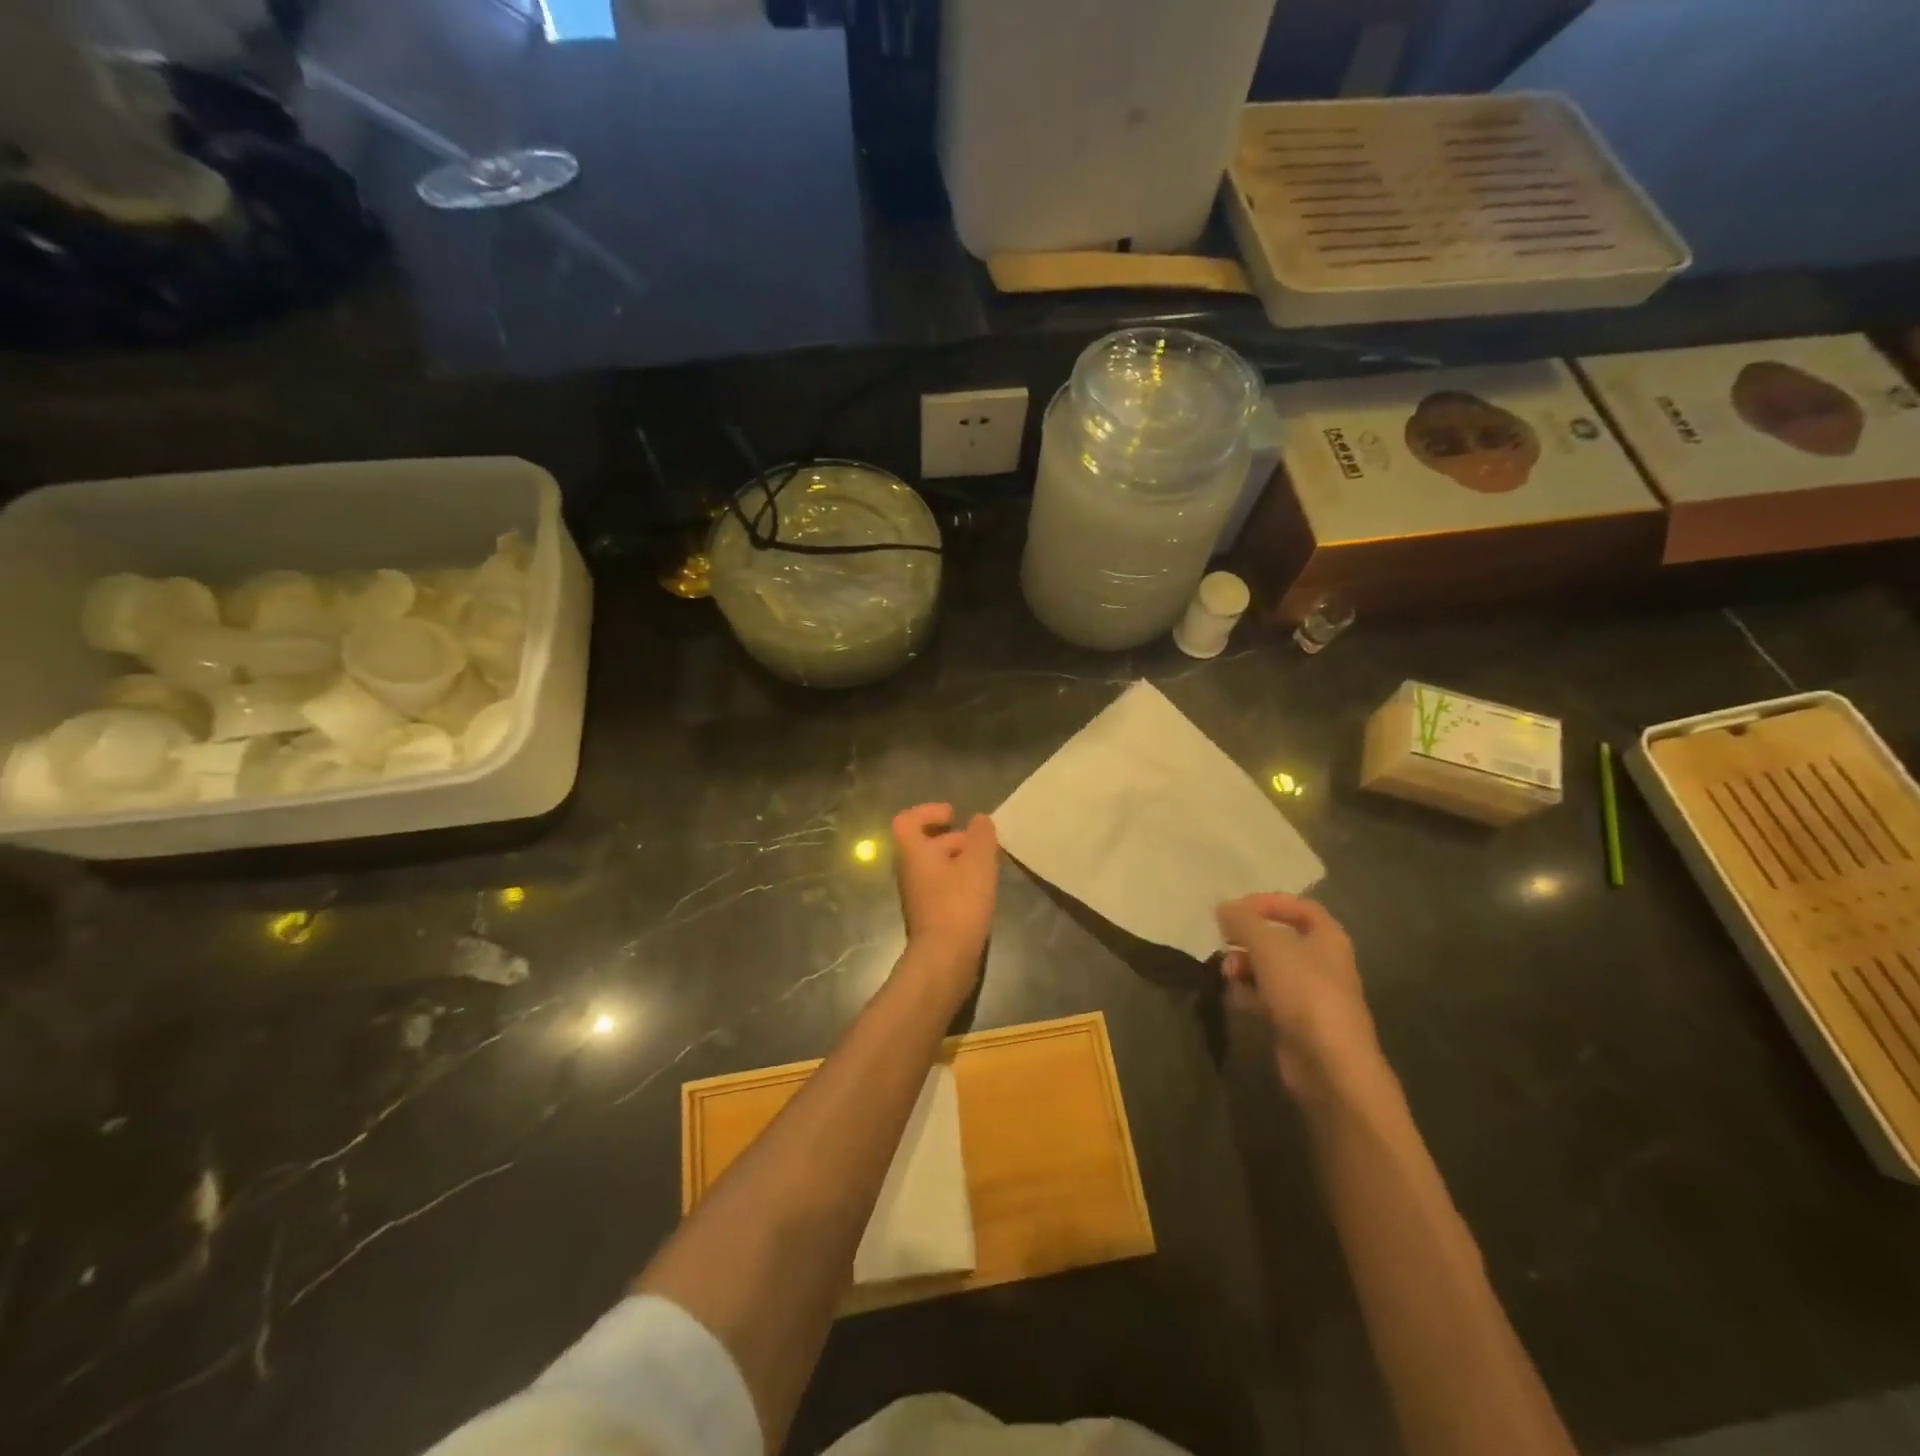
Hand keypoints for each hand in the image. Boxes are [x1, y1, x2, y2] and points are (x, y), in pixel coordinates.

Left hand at [892, 803, 997, 978]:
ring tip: (987, 865)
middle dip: (952, 837)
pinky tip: (981, 890)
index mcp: (914, 853)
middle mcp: (909, 872)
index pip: (907, 821)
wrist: (945, 959)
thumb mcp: (978, 863)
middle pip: (924, 844)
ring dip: (958, 860)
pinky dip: (959, 881)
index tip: (953, 814)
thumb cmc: (959, 903)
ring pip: (935, 867)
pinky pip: (941, 887)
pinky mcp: (929, 916)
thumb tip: (979, 819)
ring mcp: (917, 896)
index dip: (927, 811)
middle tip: (979, 841)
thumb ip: (981, 836)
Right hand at [1217, 893, 1382, 1102]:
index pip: (1298, 907)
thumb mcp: (1268, 945)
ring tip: (1228, 972)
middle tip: (1224, 940)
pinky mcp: (1295, 1021)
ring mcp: (1309, 994)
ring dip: (1244, 966)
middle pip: (1279, 938)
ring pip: (1269, 968)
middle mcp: (1322, 962)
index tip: (1235, 908)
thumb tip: (1224, 907)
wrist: (1328, 1063)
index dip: (1267, 902)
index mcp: (1327, 937)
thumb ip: (1243, 921)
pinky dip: (1250, 994)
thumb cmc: (1304, 992)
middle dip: (1248, 938)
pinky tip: (1238, 998)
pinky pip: (1266, 997)